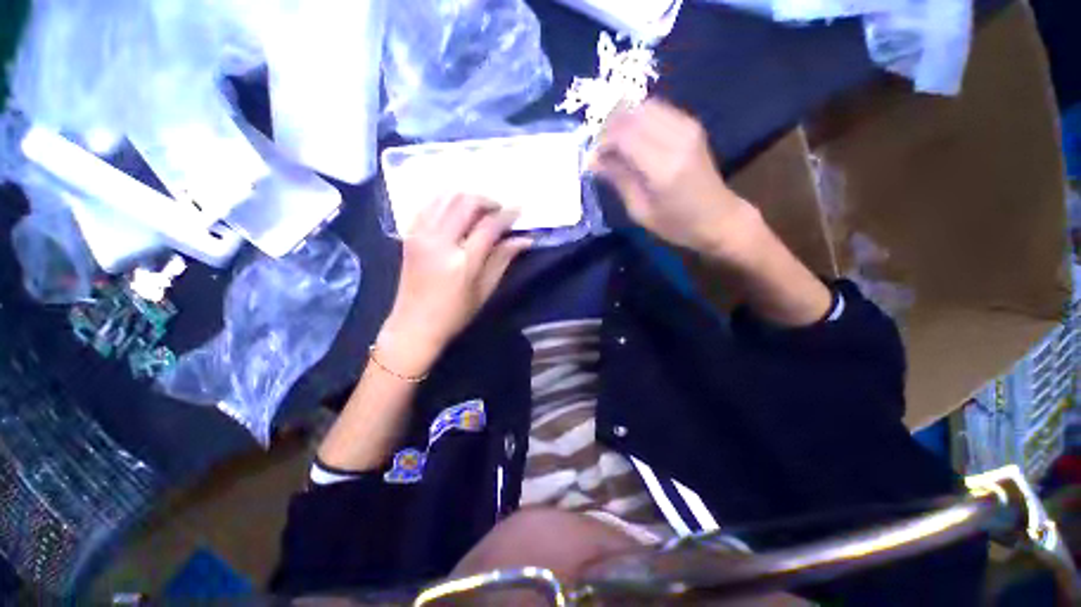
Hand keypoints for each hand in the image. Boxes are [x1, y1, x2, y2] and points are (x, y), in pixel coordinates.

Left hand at [379, 195, 531, 374]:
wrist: (413, 325)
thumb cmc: (455, 314)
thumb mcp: (485, 290)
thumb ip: (503, 259)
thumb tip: (524, 240)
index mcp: (462, 262)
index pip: (489, 226)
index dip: (507, 214)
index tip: (518, 209)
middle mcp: (439, 242)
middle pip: (466, 203)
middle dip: (487, 201)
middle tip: (500, 210)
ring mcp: (420, 235)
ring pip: (446, 197)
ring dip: (467, 197)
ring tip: (480, 209)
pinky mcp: (409, 235)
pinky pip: (429, 205)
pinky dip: (446, 201)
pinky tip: (457, 211)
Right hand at [588, 99, 754, 260]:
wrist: (719, 218)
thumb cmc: (677, 224)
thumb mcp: (640, 210)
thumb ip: (618, 179)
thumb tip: (593, 160)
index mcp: (663, 167)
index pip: (624, 134)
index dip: (603, 140)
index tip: (593, 156)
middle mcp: (677, 139)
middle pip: (634, 114)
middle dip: (611, 126)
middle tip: (602, 149)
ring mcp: (688, 128)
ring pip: (646, 107)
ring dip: (625, 121)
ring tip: (615, 144)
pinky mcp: (692, 125)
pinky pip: (659, 110)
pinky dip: (640, 119)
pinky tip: (634, 139)